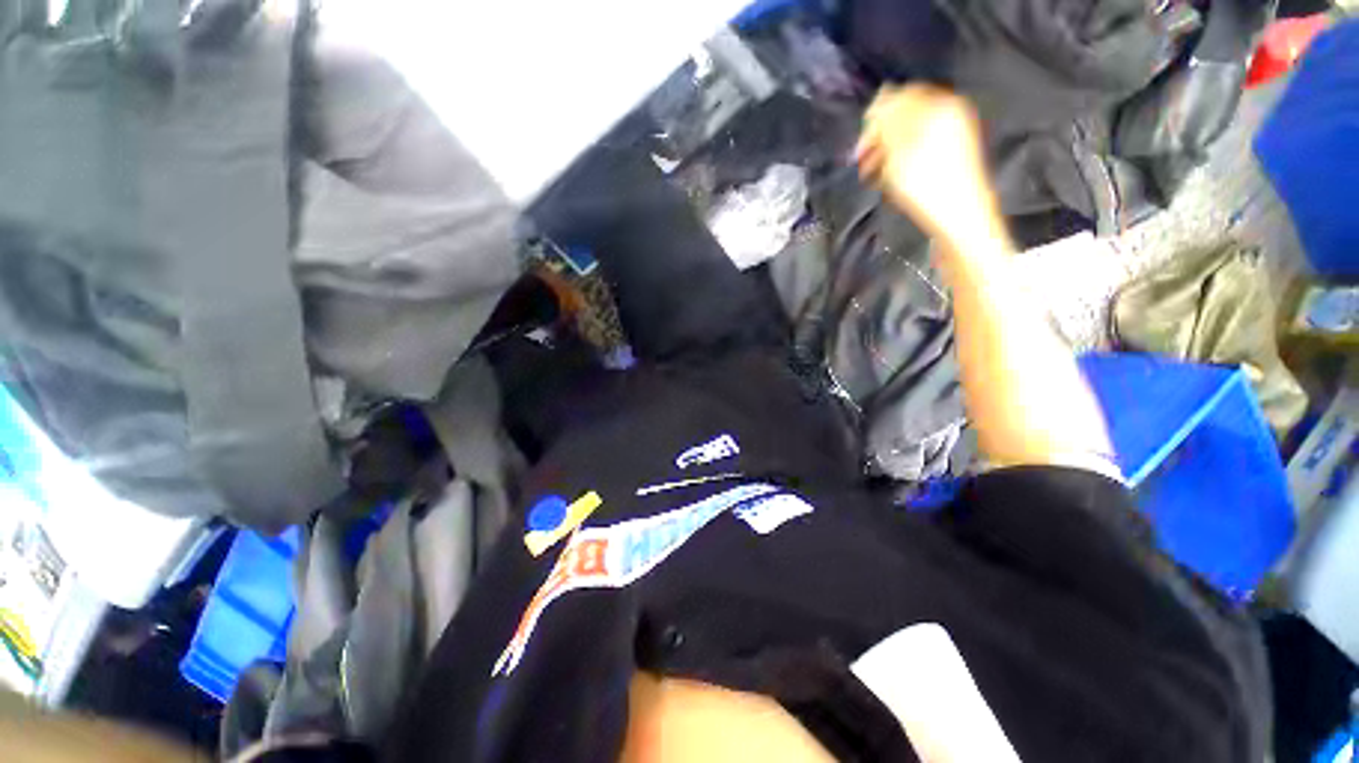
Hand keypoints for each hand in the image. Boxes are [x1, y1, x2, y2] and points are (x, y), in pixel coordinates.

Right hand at [856, 85, 1002, 251]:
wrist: (958, 218)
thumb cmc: (926, 183)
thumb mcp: (900, 148)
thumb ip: (889, 119)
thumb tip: (881, 98)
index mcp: (940, 106)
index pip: (901, 96)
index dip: (876, 117)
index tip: (860, 143)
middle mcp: (949, 116)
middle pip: (905, 118)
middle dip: (880, 139)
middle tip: (862, 162)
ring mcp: (952, 139)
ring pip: (909, 138)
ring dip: (885, 155)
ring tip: (871, 177)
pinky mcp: (949, 161)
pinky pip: (918, 153)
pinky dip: (900, 164)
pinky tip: (889, 182)